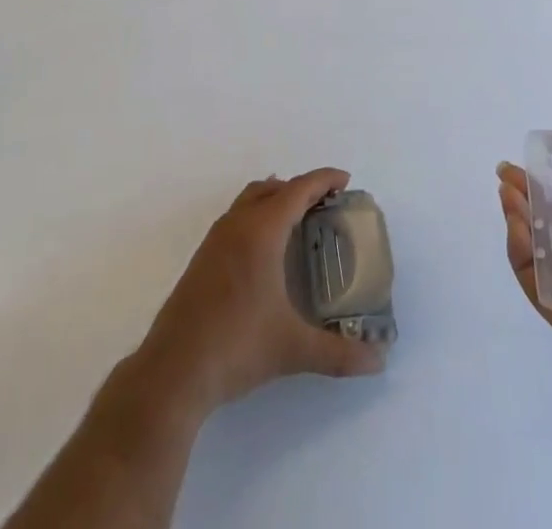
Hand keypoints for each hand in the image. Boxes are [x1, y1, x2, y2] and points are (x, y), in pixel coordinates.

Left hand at [133, 168, 386, 419]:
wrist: (173, 371)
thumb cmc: (236, 347)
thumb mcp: (292, 350)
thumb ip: (338, 354)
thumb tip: (379, 363)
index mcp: (261, 231)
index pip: (298, 189)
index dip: (324, 180)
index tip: (345, 180)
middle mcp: (237, 225)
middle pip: (273, 188)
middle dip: (301, 189)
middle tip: (326, 204)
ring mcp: (215, 240)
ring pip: (249, 200)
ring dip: (275, 198)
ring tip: (298, 220)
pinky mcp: (202, 259)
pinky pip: (236, 218)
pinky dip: (257, 215)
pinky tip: (264, 250)